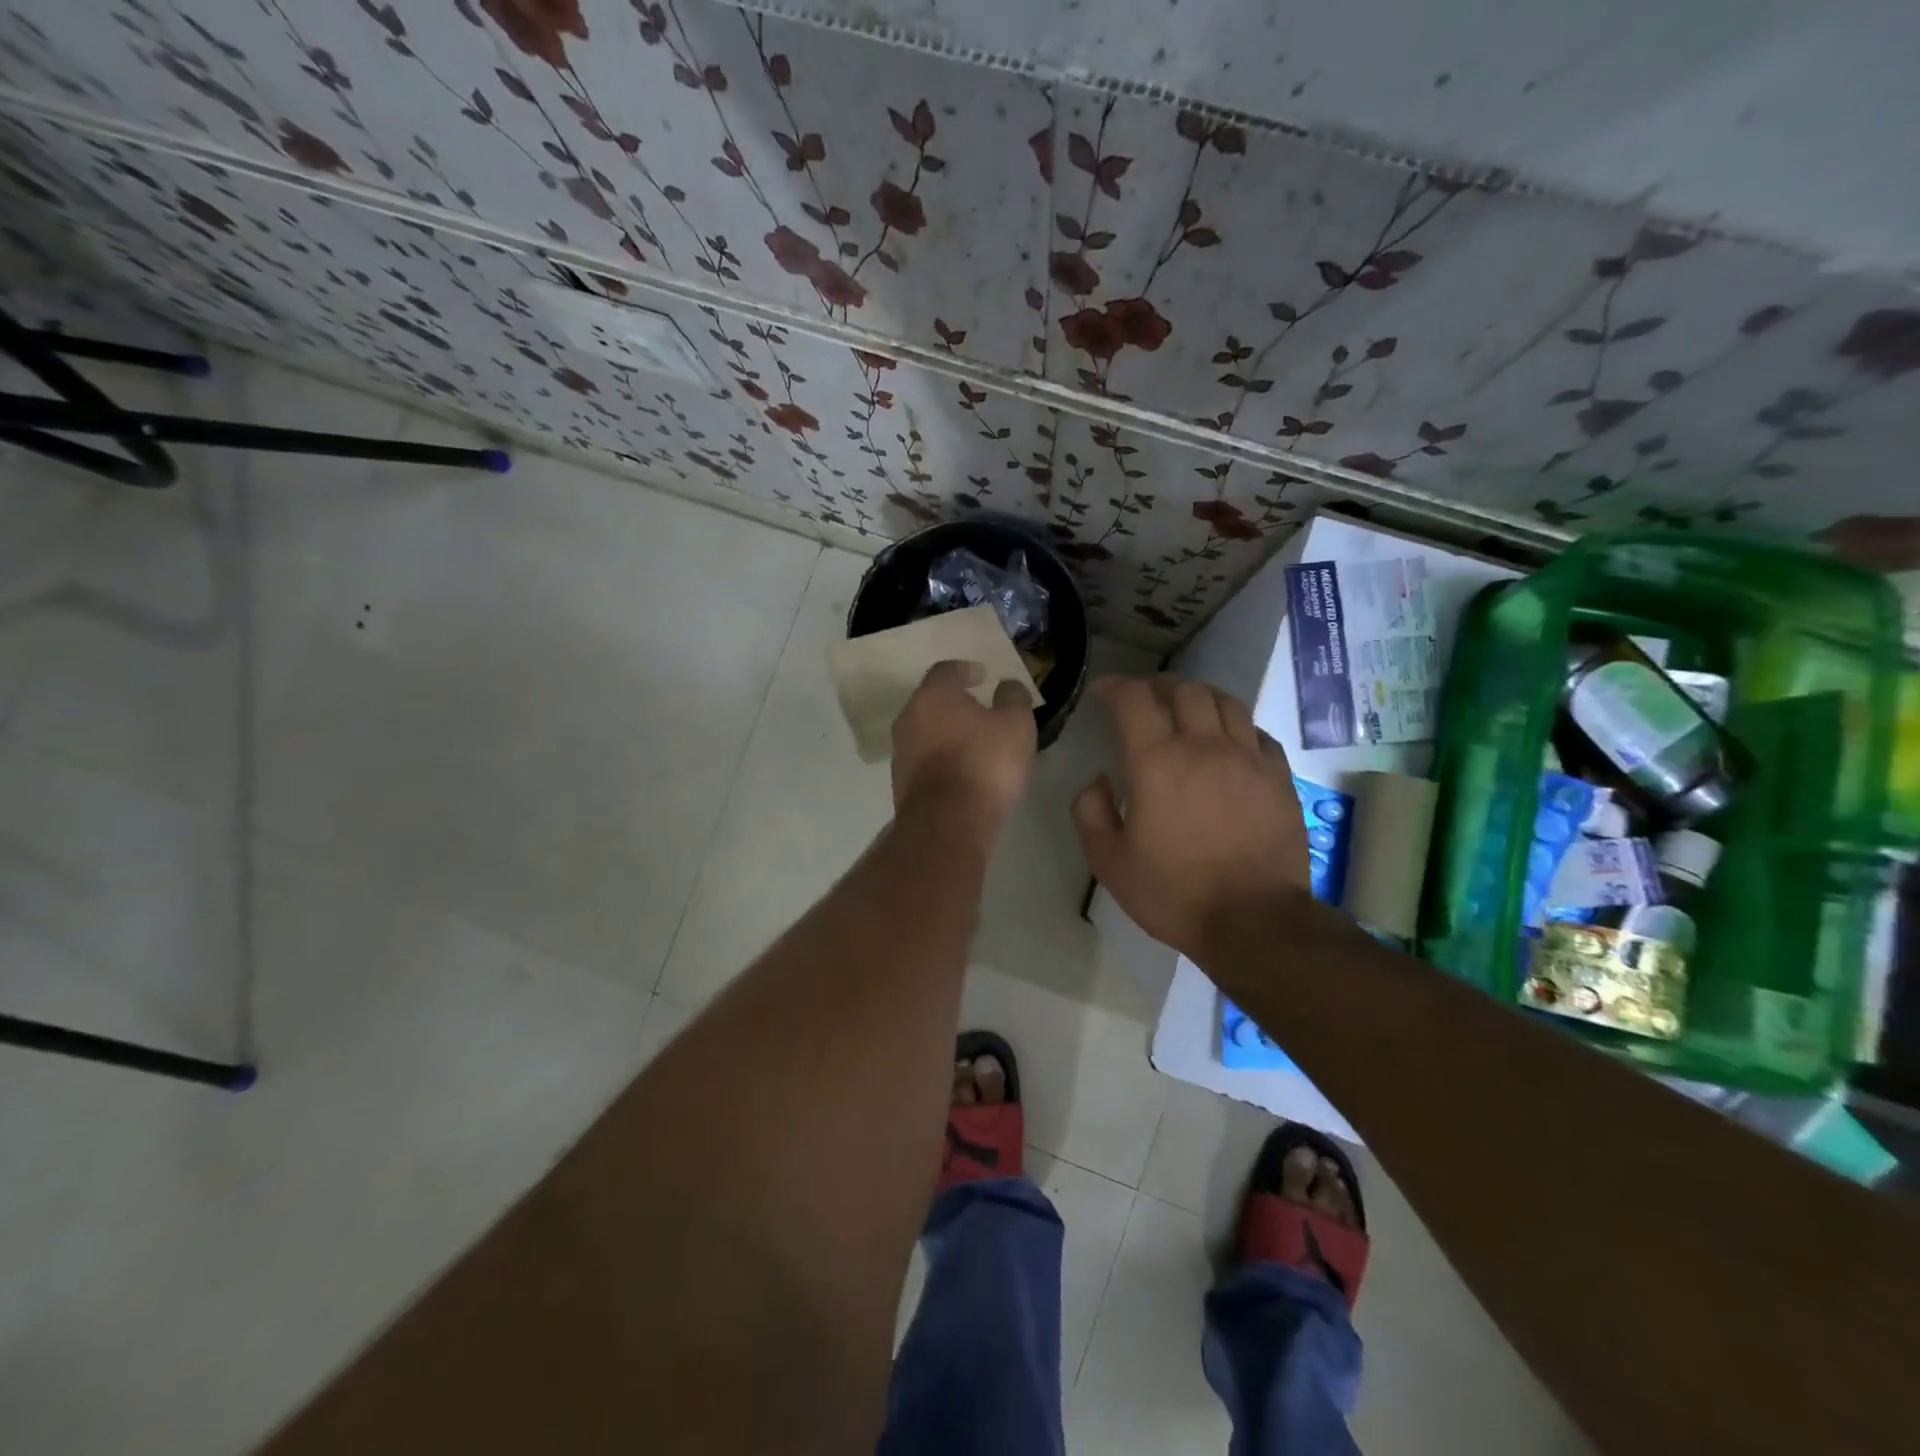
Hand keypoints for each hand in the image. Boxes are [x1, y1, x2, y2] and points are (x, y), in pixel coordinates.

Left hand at [892, 660, 1037, 826]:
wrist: (947, 822)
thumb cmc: (984, 762)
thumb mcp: (1016, 724)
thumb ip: (1013, 698)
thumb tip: (1007, 686)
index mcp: (933, 695)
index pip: (946, 670)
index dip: (966, 670)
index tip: (983, 676)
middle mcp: (909, 717)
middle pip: (931, 701)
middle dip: (954, 702)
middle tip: (979, 708)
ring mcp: (901, 751)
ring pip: (925, 731)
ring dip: (946, 732)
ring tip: (973, 742)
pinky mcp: (901, 782)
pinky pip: (924, 759)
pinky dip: (941, 757)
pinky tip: (961, 770)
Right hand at [1073, 676, 1312, 963]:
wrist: (1254, 921)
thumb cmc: (1174, 892)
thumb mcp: (1109, 861)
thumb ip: (1090, 812)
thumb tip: (1098, 780)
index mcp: (1157, 761)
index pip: (1134, 699)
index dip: (1115, 686)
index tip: (1102, 693)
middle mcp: (1204, 746)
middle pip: (1184, 690)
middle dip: (1157, 686)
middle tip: (1143, 699)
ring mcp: (1248, 759)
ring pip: (1226, 702)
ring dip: (1199, 697)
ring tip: (1186, 710)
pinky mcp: (1279, 778)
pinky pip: (1258, 733)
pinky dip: (1236, 727)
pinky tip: (1228, 742)